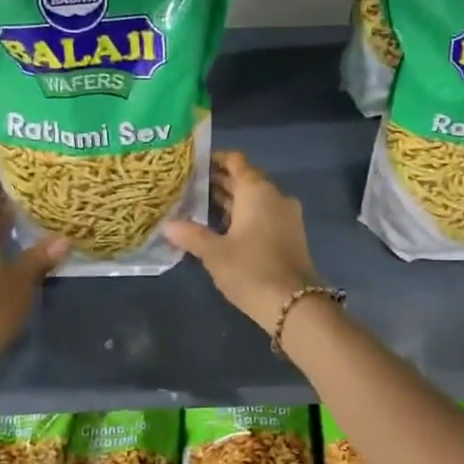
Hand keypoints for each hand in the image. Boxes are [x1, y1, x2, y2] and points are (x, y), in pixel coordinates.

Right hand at [164, 151, 319, 331]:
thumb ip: (191, 235)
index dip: (215, 159)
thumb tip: (168, 225)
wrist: (294, 304)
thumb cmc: (251, 270)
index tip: (193, 164)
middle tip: (189, 186)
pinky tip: (223, 228)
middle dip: (219, 182)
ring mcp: (286, 215)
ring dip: (231, 200)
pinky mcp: (290, 235)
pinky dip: (244, 215)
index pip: (236, 161)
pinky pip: (264, 215)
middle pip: (245, 179)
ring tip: (199, 206)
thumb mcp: (214, 253)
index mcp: (257, 190)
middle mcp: (274, 195)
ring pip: (254, 199)